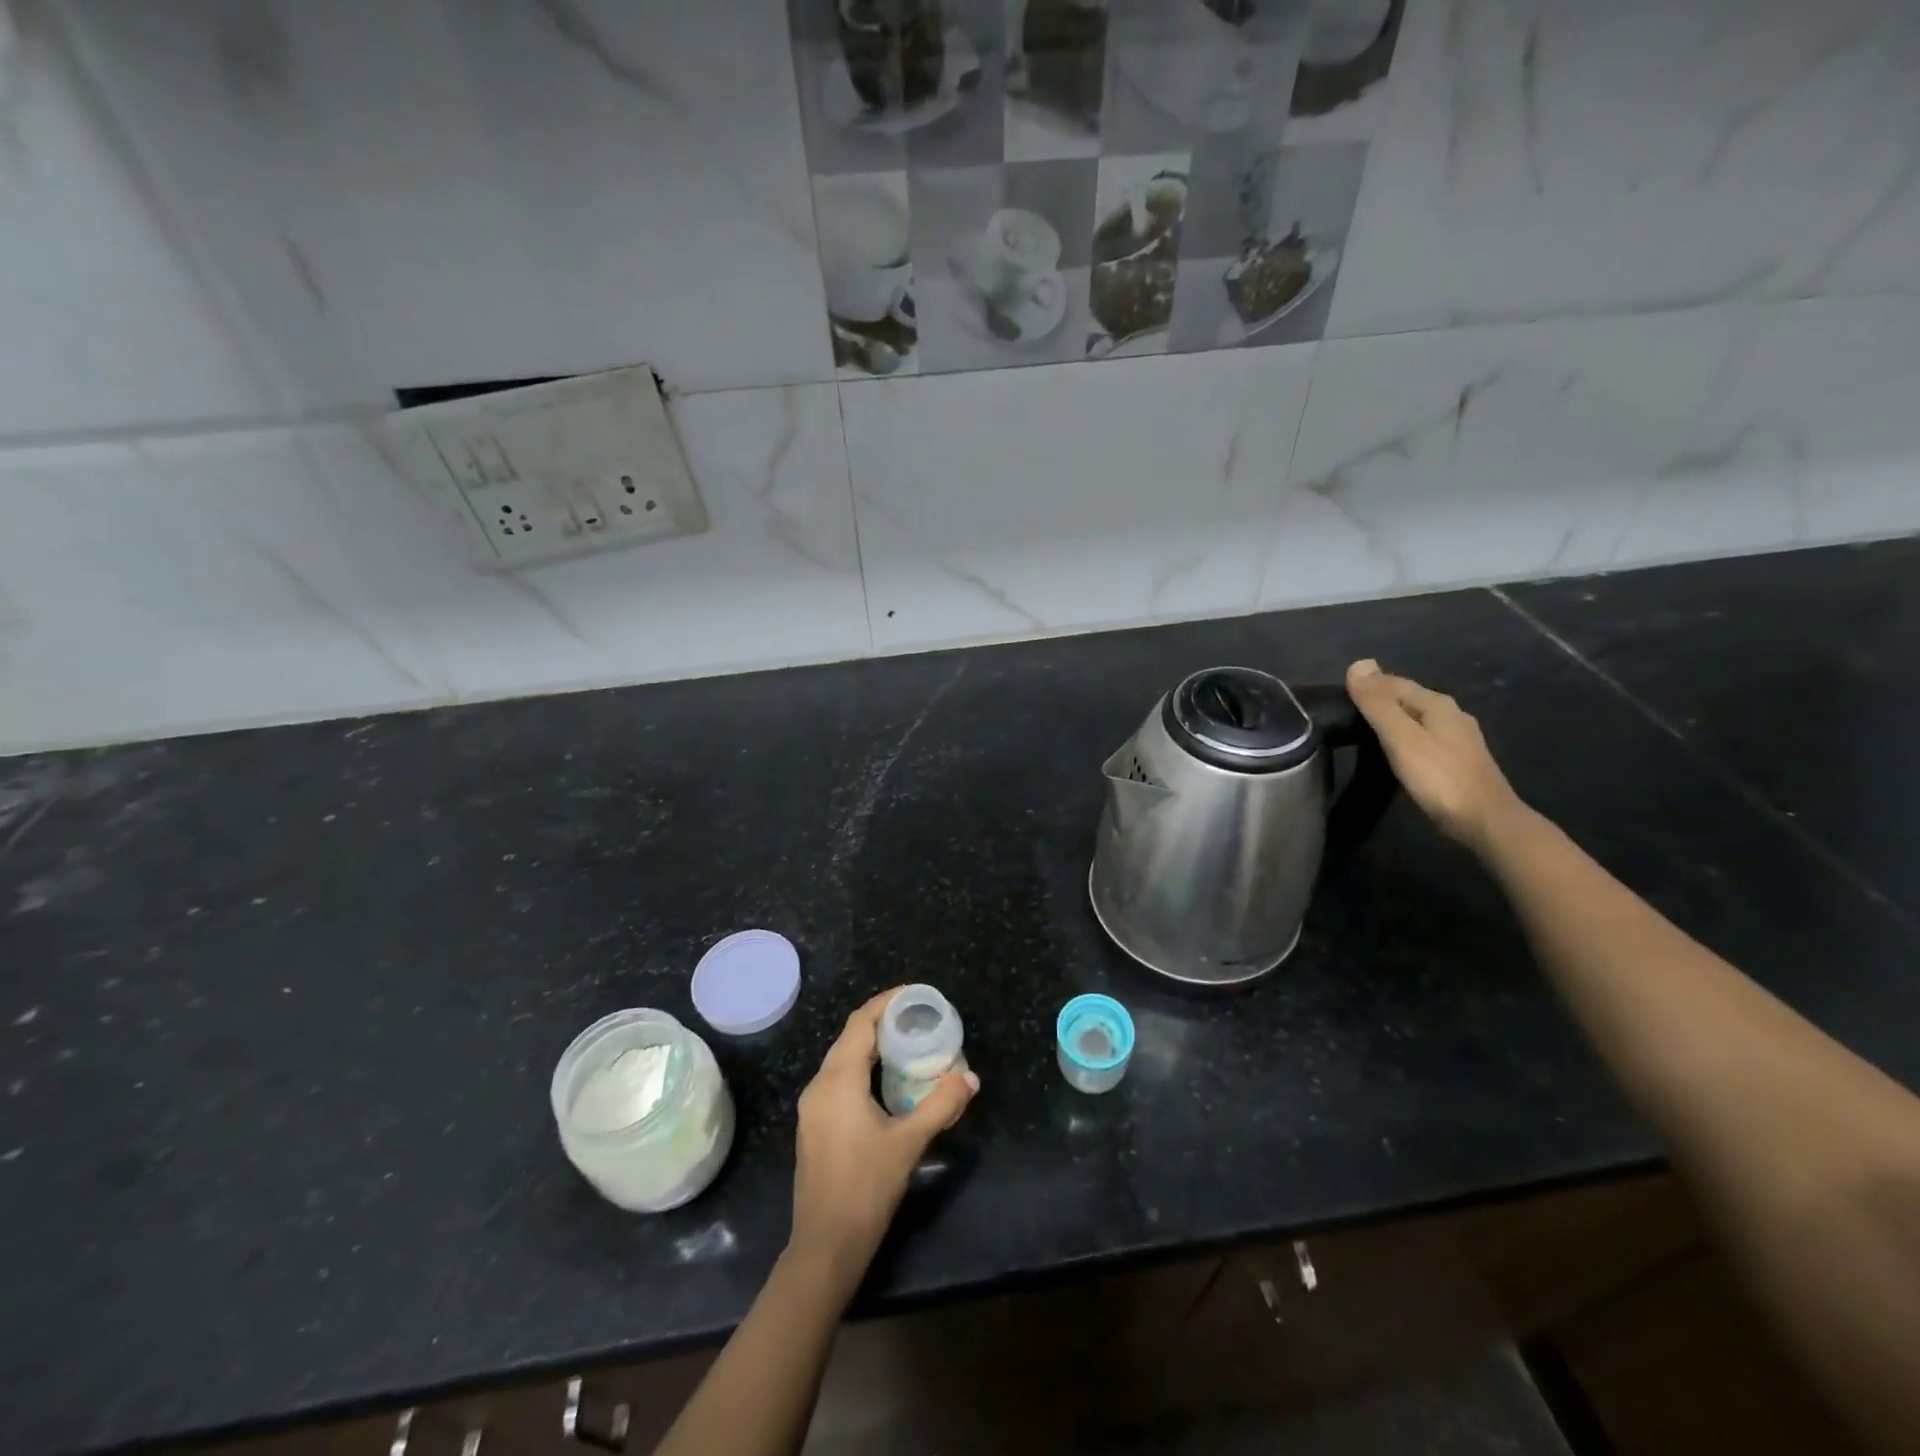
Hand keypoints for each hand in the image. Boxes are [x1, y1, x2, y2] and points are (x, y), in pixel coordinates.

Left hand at [787, 988, 978, 1290]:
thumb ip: (940, 1105)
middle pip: (850, 1037)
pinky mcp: (815, 1125)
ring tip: (908, 1042)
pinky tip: (887, 1080)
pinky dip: (863, 1067)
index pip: (860, 1023)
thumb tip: (970, 1076)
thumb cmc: (865, 1188)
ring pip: (843, 1058)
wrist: (824, 1247)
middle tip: (918, 1017)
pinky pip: (839, 1078)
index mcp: (837, 1080)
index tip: (914, 994)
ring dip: (872, 1045)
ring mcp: (813, 1107)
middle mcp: (820, 1085)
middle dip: (882, 1021)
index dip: (885, 1003)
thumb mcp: (909, 1143)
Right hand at [1346, 659, 1524, 854]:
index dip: (1365, 686)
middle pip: (1406, 699)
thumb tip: (1358, 663)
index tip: (1336, 700)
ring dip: (1389, 721)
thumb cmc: (1439, 778)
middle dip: (1377, 702)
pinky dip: (1402, 738)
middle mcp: (1450, 714)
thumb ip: (1378, 704)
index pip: (1393, 682)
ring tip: (1360, 733)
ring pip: (1415, 719)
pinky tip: (1392, 751)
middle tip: (1342, 717)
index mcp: (1437, 703)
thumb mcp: (1401, 738)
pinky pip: (1422, 737)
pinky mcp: (1457, 759)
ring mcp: (1457, 738)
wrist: (1484, 821)